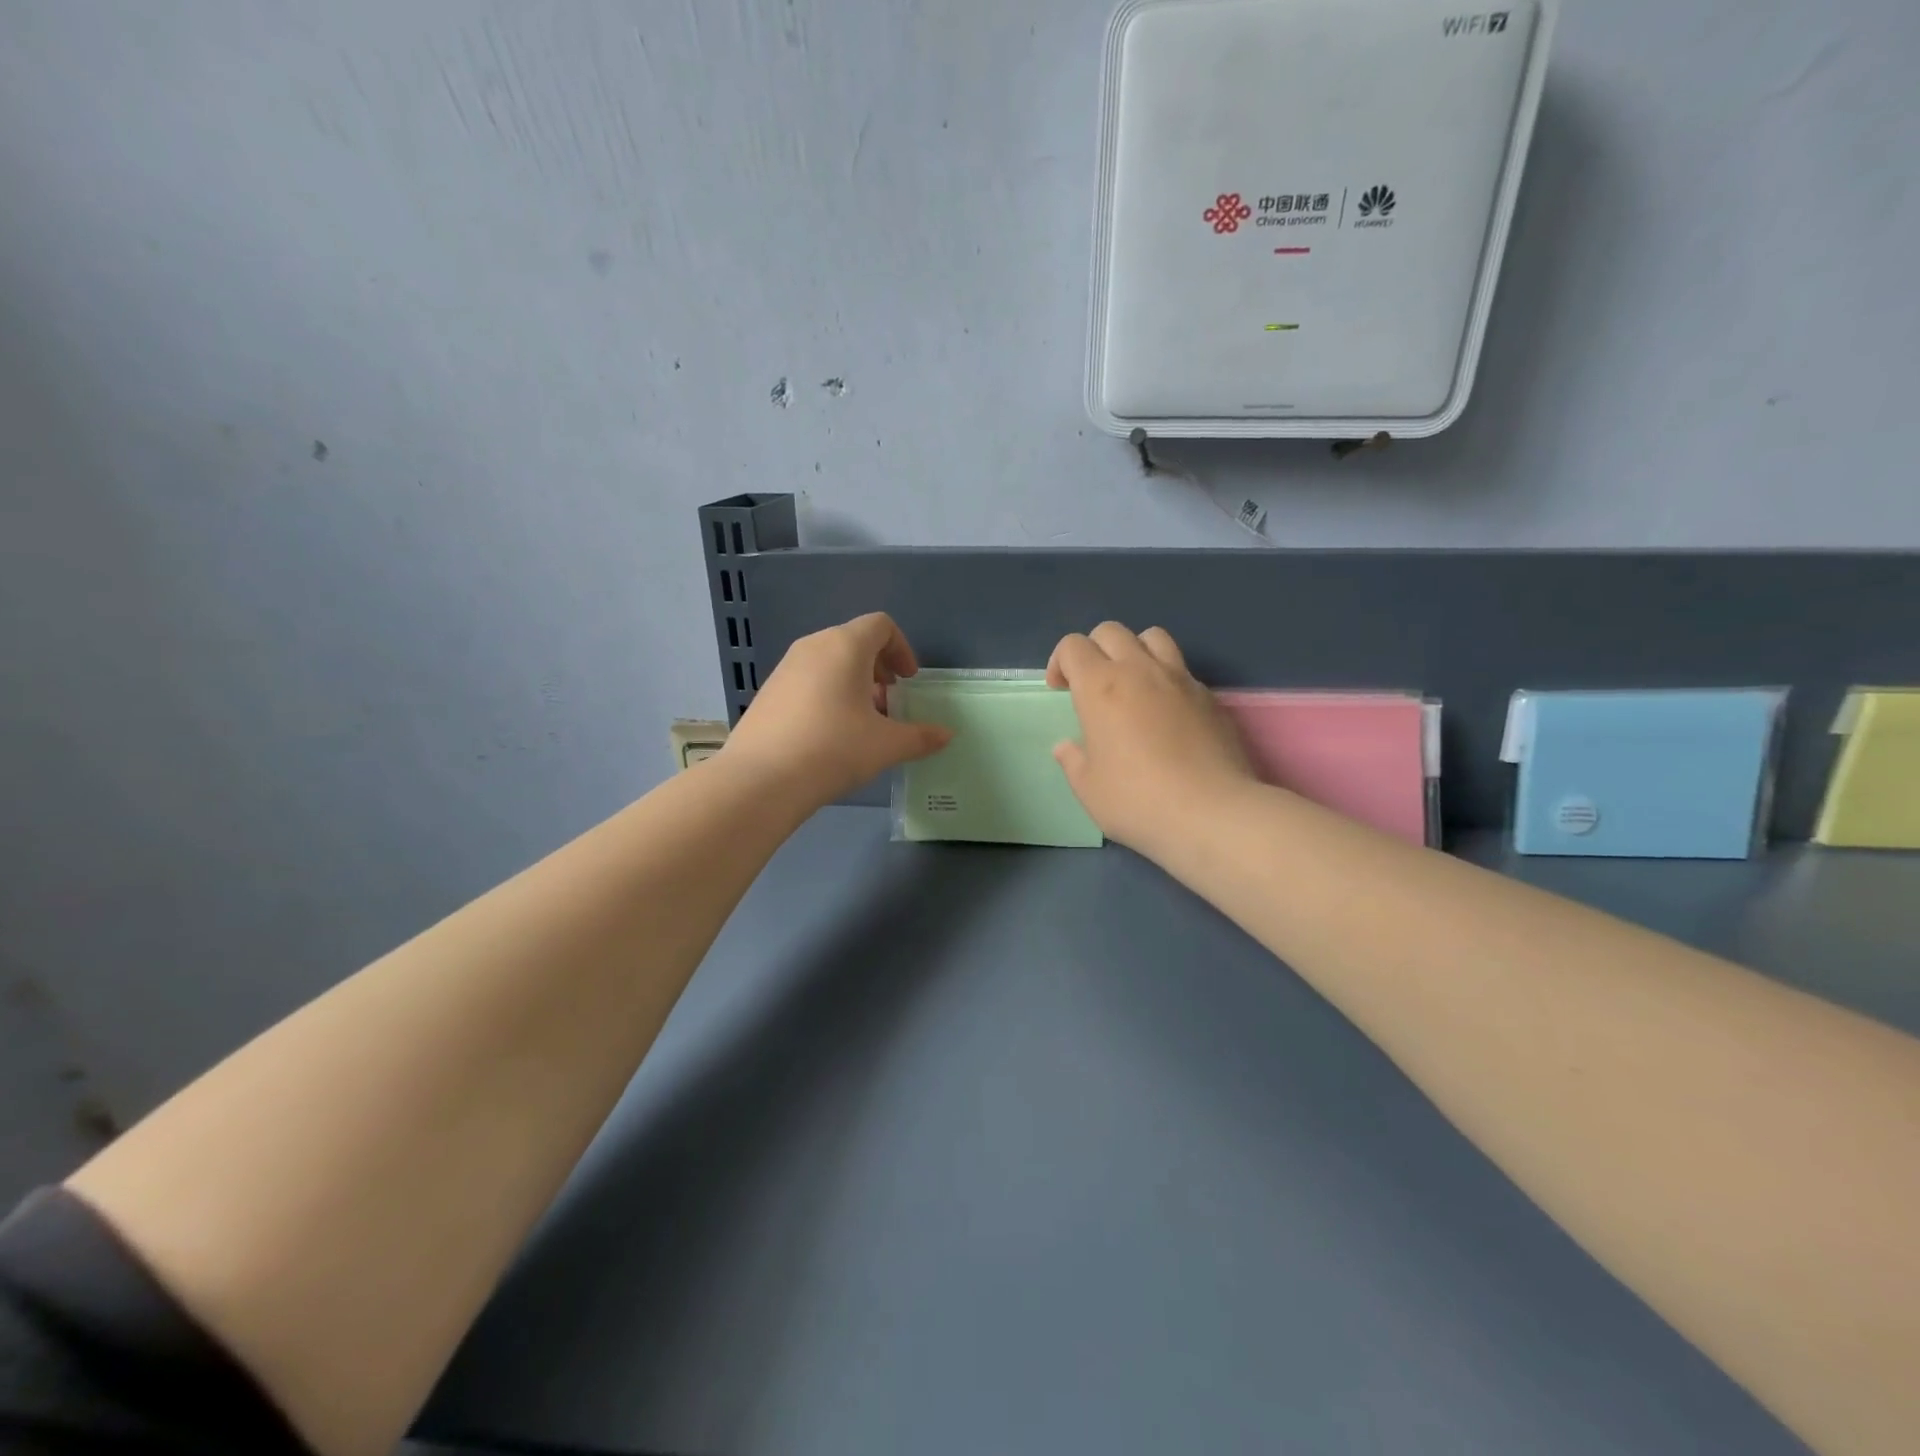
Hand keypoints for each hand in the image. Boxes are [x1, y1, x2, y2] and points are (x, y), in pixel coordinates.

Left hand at [723, 613, 952, 806]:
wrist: (761, 780)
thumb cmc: (833, 749)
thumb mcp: (886, 745)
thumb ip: (921, 737)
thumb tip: (947, 736)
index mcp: (845, 646)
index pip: (880, 625)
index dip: (902, 649)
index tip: (908, 681)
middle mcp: (813, 646)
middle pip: (854, 641)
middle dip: (878, 667)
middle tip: (890, 701)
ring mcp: (785, 667)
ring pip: (829, 662)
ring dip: (853, 682)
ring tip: (862, 722)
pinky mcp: (768, 691)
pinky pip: (807, 680)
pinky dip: (827, 693)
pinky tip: (829, 734)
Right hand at [1047, 622, 1254, 854]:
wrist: (1211, 813)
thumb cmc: (1137, 800)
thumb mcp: (1089, 788)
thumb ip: (1073, 760)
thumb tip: (1068, 746)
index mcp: (1100, 686)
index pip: (1073, 646)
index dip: (1060, 662)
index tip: (1061, 691)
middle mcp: (1140, 670)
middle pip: (1111, 631)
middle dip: (1094, 649)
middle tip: (1092, 685)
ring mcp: (1180, 679)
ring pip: (1153, 637)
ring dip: (1135, 651)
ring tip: (1133, 684)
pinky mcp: (1210, 696)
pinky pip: (1182, 669)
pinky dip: (1167, 679)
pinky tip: (1167, 714)